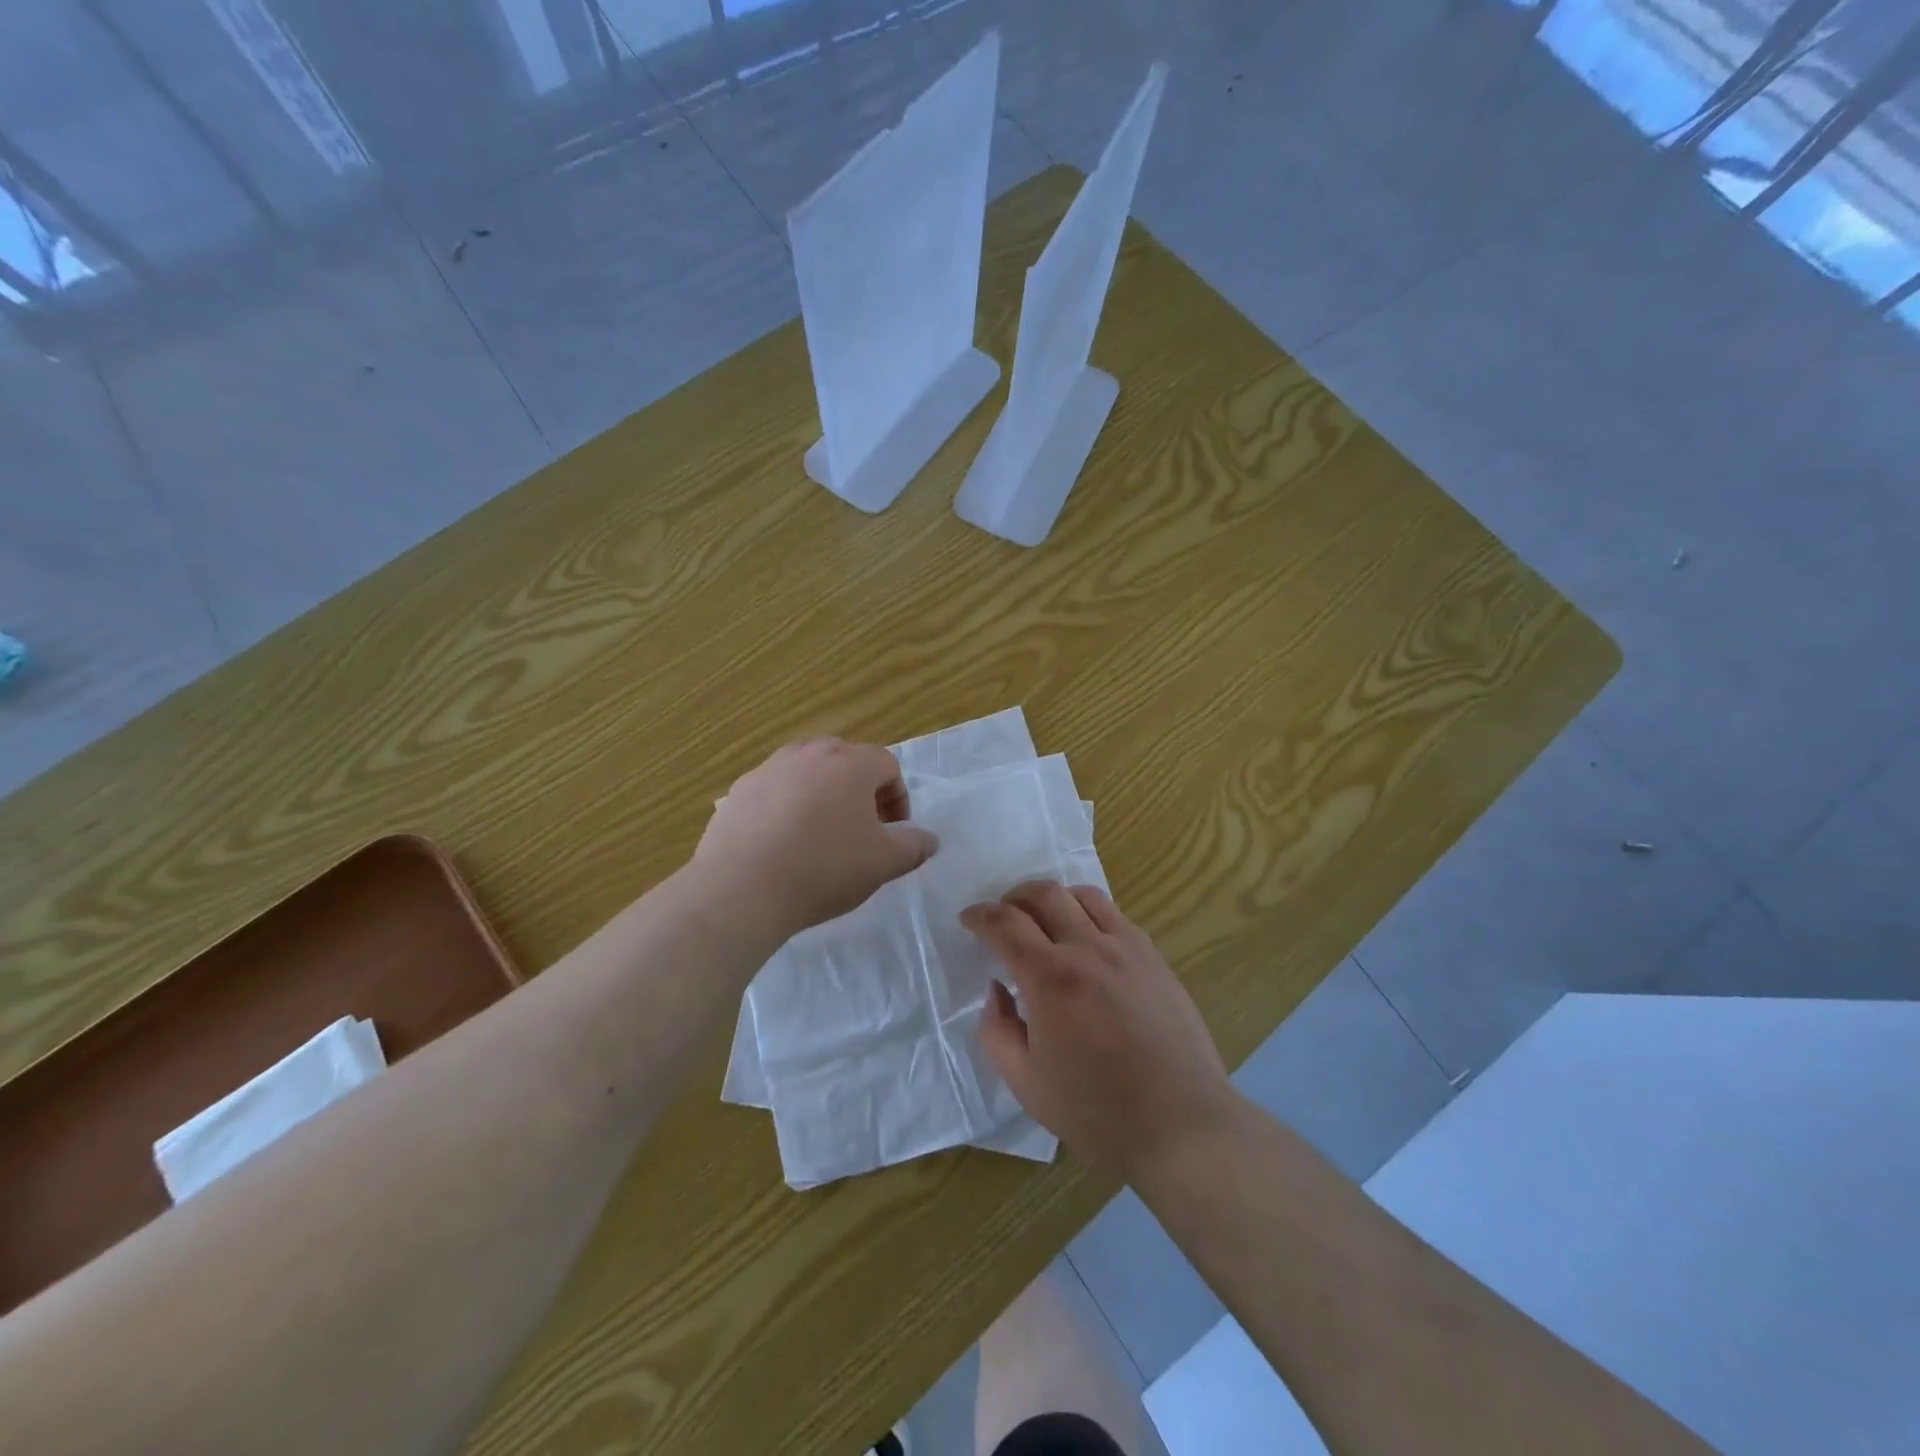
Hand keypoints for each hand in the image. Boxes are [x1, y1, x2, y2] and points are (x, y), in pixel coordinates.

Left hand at [693, 738, 937, 938]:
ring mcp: (770, 768)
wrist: (742, 888)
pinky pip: (775, 789)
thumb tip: (929, 839)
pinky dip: (786, 806)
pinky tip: (781, 843)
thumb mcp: (883, 863)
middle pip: (846, 760)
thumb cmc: (824, 869)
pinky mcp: (739, 789)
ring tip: (819, 834)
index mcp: (851, 763)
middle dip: (860, 790)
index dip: (898, 798)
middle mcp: (810, 753)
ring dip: (822, 794)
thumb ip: (914, 846)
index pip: (888, 765)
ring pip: (807, 771)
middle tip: (860, 829)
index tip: (893, 832)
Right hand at [965, 881, 1236, 1177]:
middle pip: (1044, 894)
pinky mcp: (1154, 958)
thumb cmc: (1097, 1111)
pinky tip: (1087, 939)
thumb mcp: (1026, 1084)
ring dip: (1054, 898)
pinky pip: (1116, 915)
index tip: (969, 919)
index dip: (980, 916)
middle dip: (1014, 897)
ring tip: (1044, 919)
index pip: (1006, 924)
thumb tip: (997, 990)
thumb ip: (997, 1030)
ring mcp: (1127, 949)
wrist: (1180, 1124)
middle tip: (1003, 916)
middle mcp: (1088, 949)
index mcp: (1051, 979)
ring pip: (1083, 895)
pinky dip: (1089, 912)